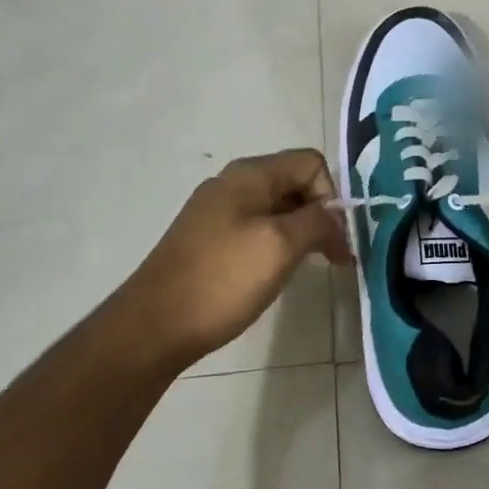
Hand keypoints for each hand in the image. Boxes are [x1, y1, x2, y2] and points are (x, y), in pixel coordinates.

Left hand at [118, 149, 351, 368]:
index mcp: (250, 174)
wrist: (154, 325)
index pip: (311, 163)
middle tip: (333, 257)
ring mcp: (217, 211)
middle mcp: (233, 183)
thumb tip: (334, 216)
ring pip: (277, 208)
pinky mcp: (209, 239)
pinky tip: (274, 274)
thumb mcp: (281, 245)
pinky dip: (276, 245)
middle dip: (319, 215)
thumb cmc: (223, 279)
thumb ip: (317, 221)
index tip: (334, 238)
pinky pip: (256, 229)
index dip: (331, 196)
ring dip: (300, 232)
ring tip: (307, 267)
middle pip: (295, 183)